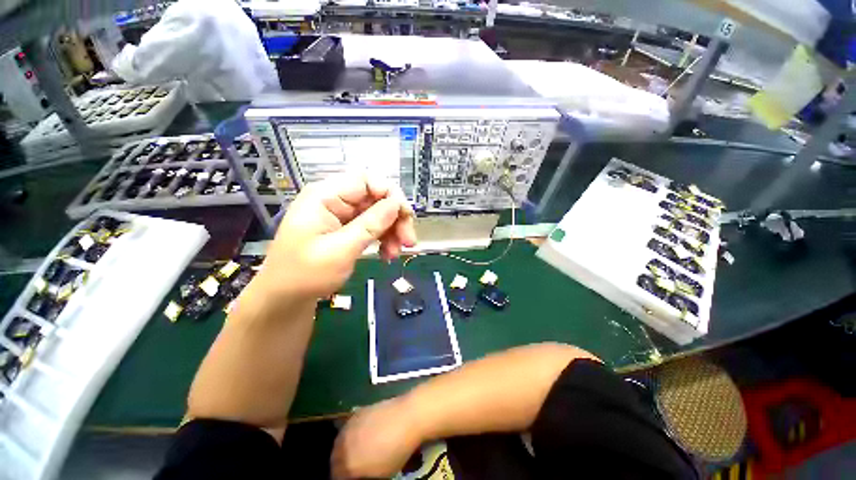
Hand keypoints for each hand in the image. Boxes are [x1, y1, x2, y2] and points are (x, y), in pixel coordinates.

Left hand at [261, 174, 415, 298]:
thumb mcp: (340, 250)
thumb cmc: (304, 275)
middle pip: (376, 197)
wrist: (284, 299)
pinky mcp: (346, 229)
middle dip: (395, 217)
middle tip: (408, 241)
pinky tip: (387, 254)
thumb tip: (397, 204)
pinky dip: (383, 239)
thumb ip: (370, 225)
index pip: (366, 180)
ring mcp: (341, 215)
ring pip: (378, 213)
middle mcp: (334, 200)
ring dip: (392, 231)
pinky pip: (372, 227)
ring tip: (396, 254)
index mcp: (325, 196)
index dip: (390, 194)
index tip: (406, 216)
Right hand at [332, 397, 423, 479]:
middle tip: (353, 465)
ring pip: (339, 442)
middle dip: (341, 464)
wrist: (407, 417)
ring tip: (356, 450)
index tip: (352, 476)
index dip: (345, 477)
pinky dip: (350, 434)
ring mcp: (348, 427)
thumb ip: (363, 475)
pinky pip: (347, 428)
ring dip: (343, 448)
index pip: (337, 476)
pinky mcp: (356, 412)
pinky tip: (361, 435)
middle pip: (335, 459)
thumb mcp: (381, 474)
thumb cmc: (397, 451)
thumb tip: (358, 472)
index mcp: (348, 466)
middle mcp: (342, 446)